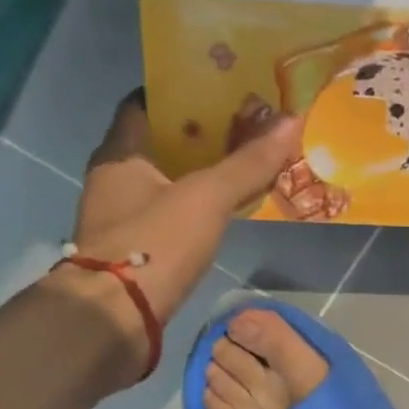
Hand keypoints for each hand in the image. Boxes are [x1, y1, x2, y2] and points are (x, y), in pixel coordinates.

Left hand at [53, 90, 300, 365]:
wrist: (114, 320)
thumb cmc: (154, 245)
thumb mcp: (207, 198)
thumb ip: (249, 163)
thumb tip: (293, 121)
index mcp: (120, 154)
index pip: (144, 103)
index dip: (181, 92)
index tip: (221, 88)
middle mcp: (115, 179)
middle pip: (159, 142)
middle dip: (200, 133)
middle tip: (246, 125)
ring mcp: (122, 217)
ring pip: (166, 179)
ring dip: (200, 171)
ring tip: (245, 162)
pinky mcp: (136, 249)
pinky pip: (170, 211)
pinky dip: (196, 204)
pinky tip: (227, 208)